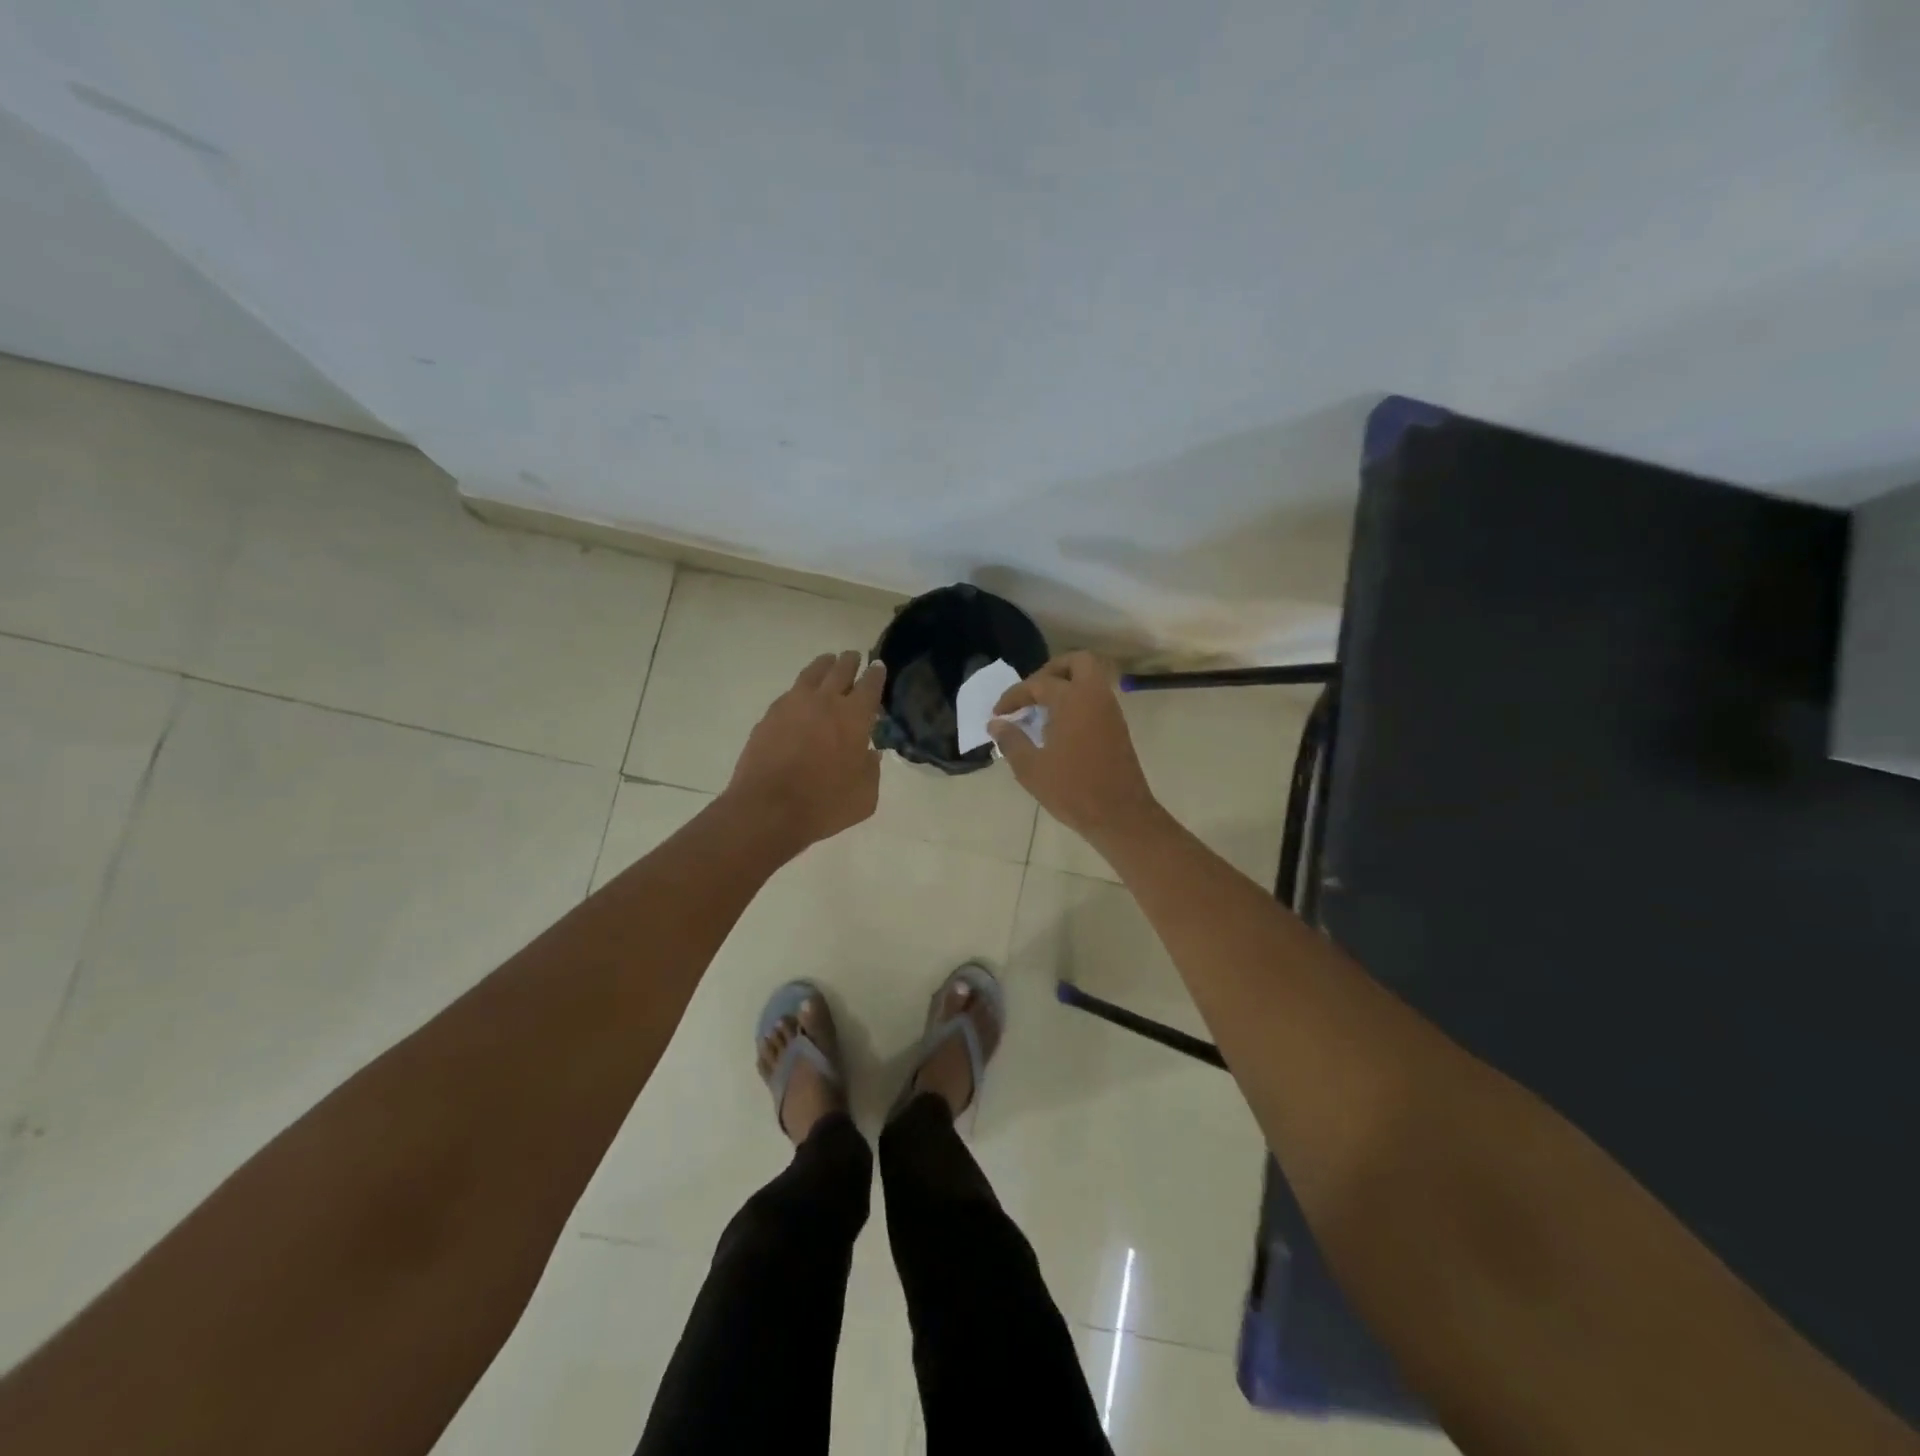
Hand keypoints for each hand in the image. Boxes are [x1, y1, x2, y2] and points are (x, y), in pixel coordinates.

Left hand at [726, 650, 886, 849]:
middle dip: (850, 662)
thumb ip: (871, 770)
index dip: (876, 675)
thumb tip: (870, 754)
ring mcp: (794, 705)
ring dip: (824, 665)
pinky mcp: (770, 716)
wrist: (768, 809)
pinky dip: (801, 688)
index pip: (870, 685)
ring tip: (827, 662)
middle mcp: (826, 702)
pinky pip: (790, 693)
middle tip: (854, 657)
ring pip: (812, 673)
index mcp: (855, 717)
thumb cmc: (825, 805)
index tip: (878, 667)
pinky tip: (801, 695)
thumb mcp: (865, 796)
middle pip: (841, 670)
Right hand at [988, 651, 1160, 843]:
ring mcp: (1111, 711)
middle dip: (1051, 671)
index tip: (998, 713)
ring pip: (1090, 679)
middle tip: (1031, 693)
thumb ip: (1011, 740)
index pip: (1039, 684)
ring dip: (1066, 685)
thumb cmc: (1072, 790)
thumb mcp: (1031, 768)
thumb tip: (996, 724)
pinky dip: (1077, 701)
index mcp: (1073, 700)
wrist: (1120, 815)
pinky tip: (1058, 727)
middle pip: (1077, 662)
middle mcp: (1095, 697)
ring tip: (1041, 710)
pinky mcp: (1118, 727)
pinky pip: (1096, 698)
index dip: (1014, 696)